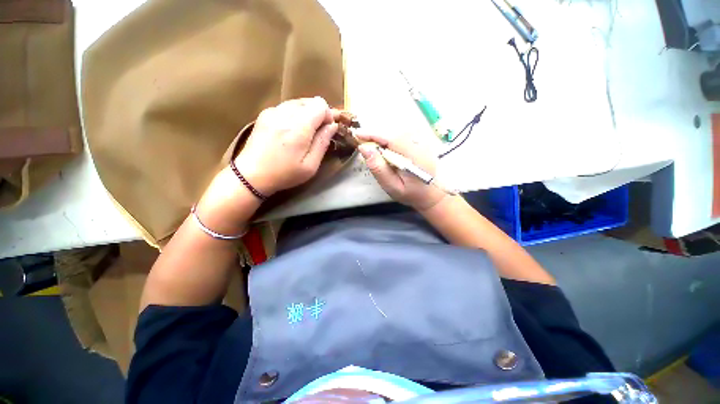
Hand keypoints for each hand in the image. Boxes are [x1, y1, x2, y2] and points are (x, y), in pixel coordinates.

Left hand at [234, 97, 338, 195]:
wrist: (251, 175)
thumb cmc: (284, 174)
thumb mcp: (310, 165)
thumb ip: (322, 143)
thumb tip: (332, 125)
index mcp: (298, 127)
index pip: (320, 104)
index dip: (328, 115)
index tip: (328, 129)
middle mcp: (285, 113)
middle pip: (309, 101)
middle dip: (319, 113)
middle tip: (318, 131)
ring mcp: (272, 111)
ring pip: (298, 102)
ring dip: (307, 113)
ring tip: (306, 132)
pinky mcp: (264, 114)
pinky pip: (286, 106)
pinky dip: (295, 114)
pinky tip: (292, 130)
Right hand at [357, 132, 445, 211]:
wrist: (432, 194)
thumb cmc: (411, 194)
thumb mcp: (392, 186)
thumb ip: (379, 168)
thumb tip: (364, 148)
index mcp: (414, 157)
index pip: (391, 138)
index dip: (373, 134)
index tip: (357, 134)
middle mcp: (420, 145)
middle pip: (393, 133)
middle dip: (376, 136)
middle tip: (364, 144)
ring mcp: (423, 142)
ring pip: (397, 133)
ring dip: (383, 138)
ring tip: (374, 148)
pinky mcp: (422, 142)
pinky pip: (403, 136)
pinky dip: (391, 140)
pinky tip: (388, 150)